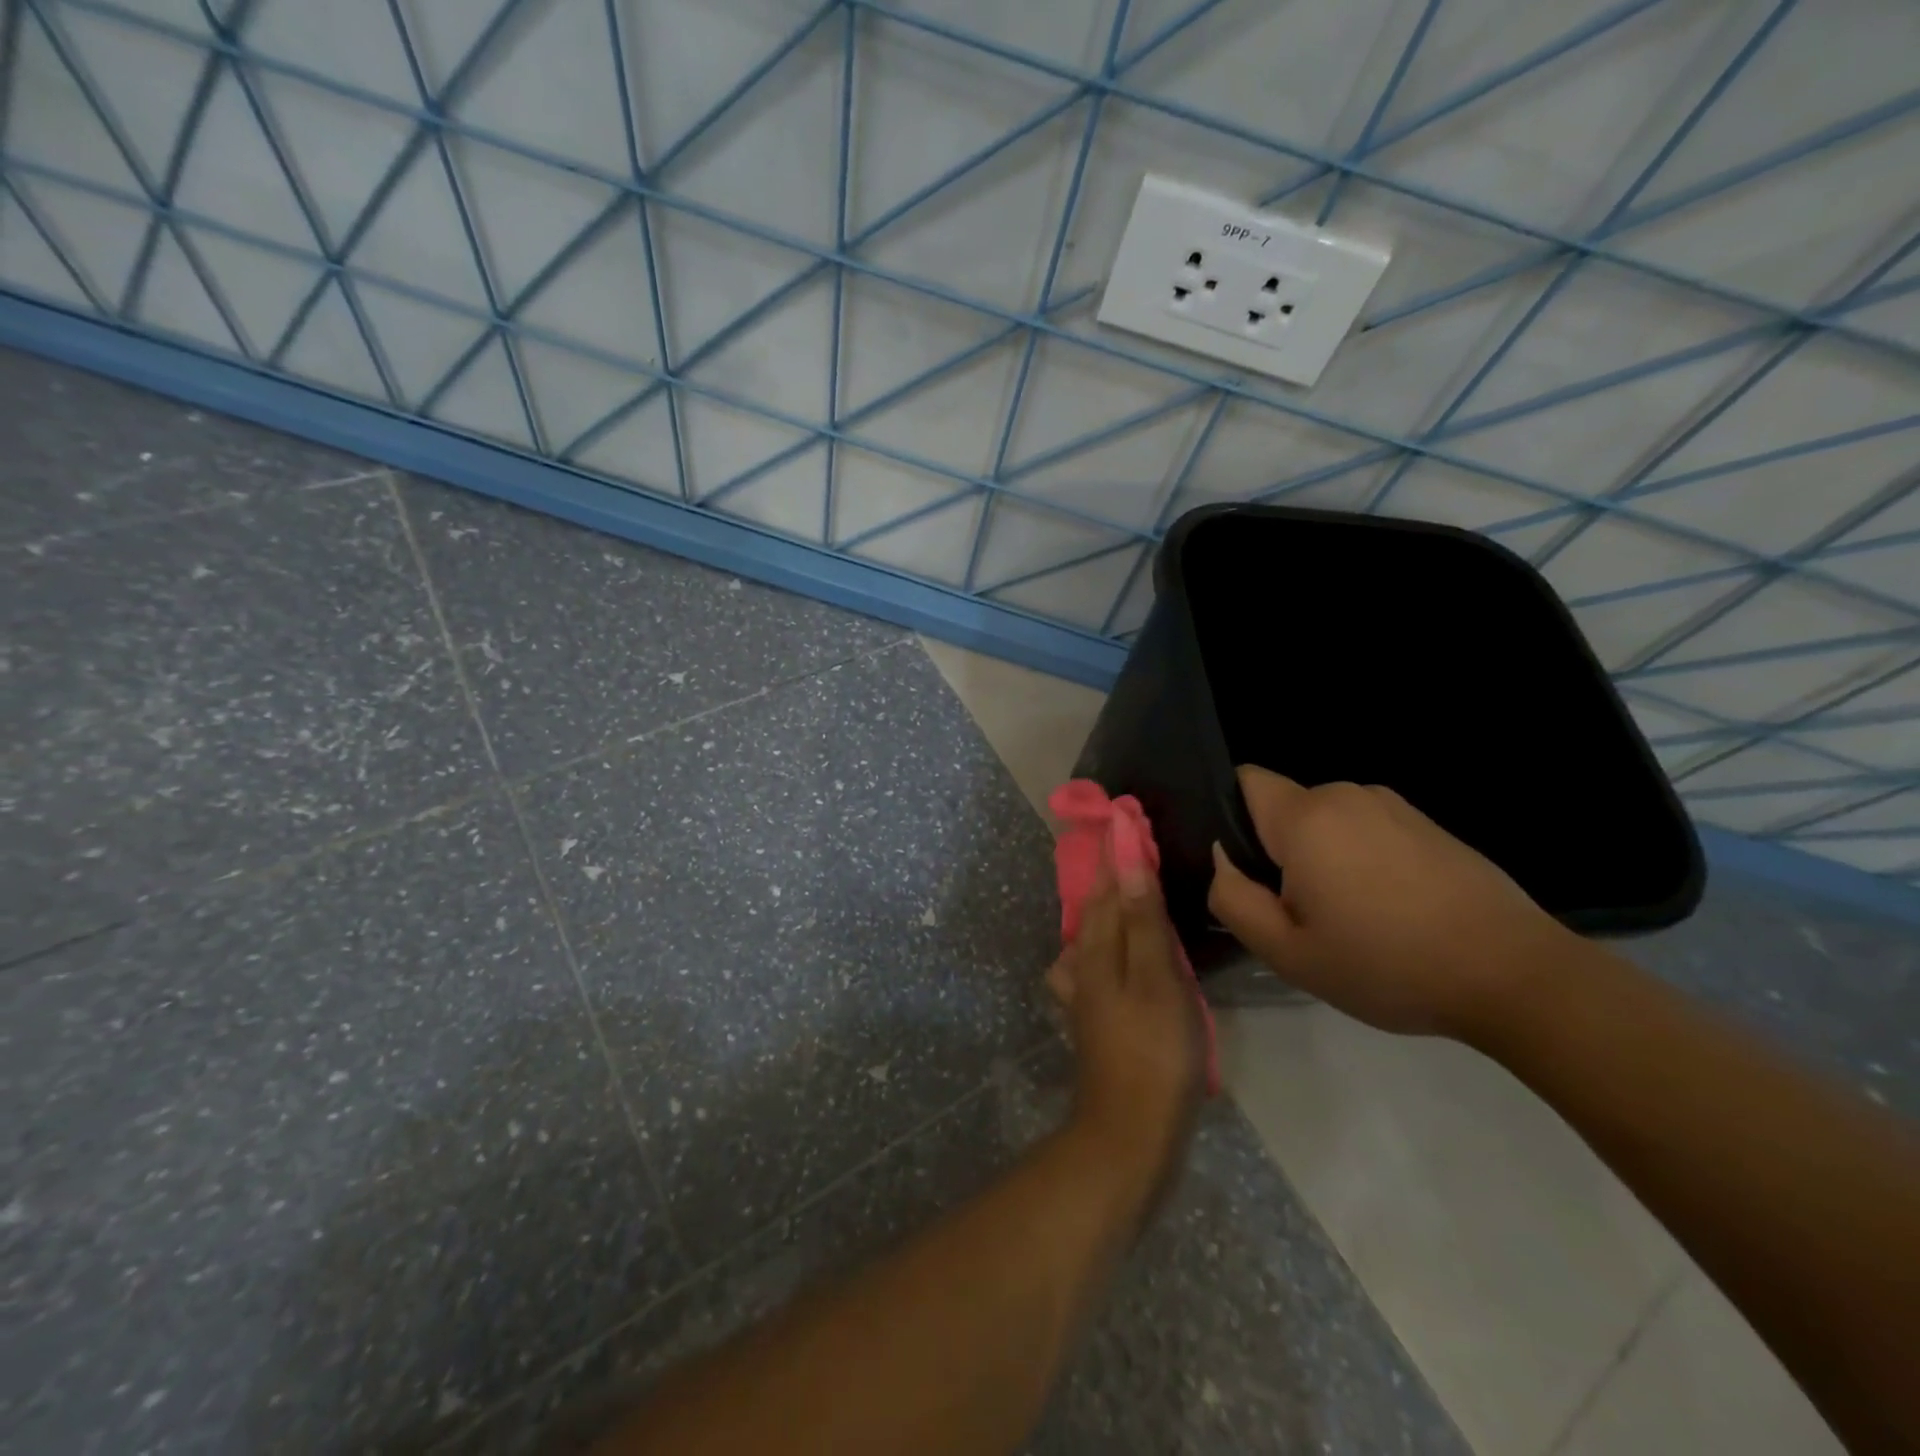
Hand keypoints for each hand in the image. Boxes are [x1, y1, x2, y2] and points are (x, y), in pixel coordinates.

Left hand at [1047, 858, 1203, 1202]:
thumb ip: (1142, 921)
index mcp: (1096, 949)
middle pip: (1095, 909)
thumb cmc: (1154, 1050)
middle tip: (1130, 846)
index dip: (1116, 853)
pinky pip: (1097, 965)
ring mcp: (1085, 995)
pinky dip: (1109, 946)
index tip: (1124, 818)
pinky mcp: (1096, 1019)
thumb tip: (1128, 862)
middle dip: (1111, 876)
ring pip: (1093, 937)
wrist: (1130, 1130)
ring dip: (1108, 909)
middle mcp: (1082, 965)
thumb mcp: (1156, 978)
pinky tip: (1121, 955)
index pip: (1106, 887)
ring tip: (1126, 893)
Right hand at [1207, 766, 1572, 1038]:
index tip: (1249, 870)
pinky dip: (1362, 860)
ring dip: (1323, 857)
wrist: (1514, 976)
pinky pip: (1368, 830)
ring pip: (1328, 822)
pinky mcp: (1429, 825)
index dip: (1231, 817)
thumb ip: (1233, 898)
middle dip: (1279, 850)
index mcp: (1306, 818)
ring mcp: (1394, 806)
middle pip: (1285, 808)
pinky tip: (1392, 911)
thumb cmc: (1387, 965)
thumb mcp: (1287, 952)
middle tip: (1302, 913)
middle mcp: (1347, 795)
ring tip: (1352, 917)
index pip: (1244, 781)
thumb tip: (1223, 860)